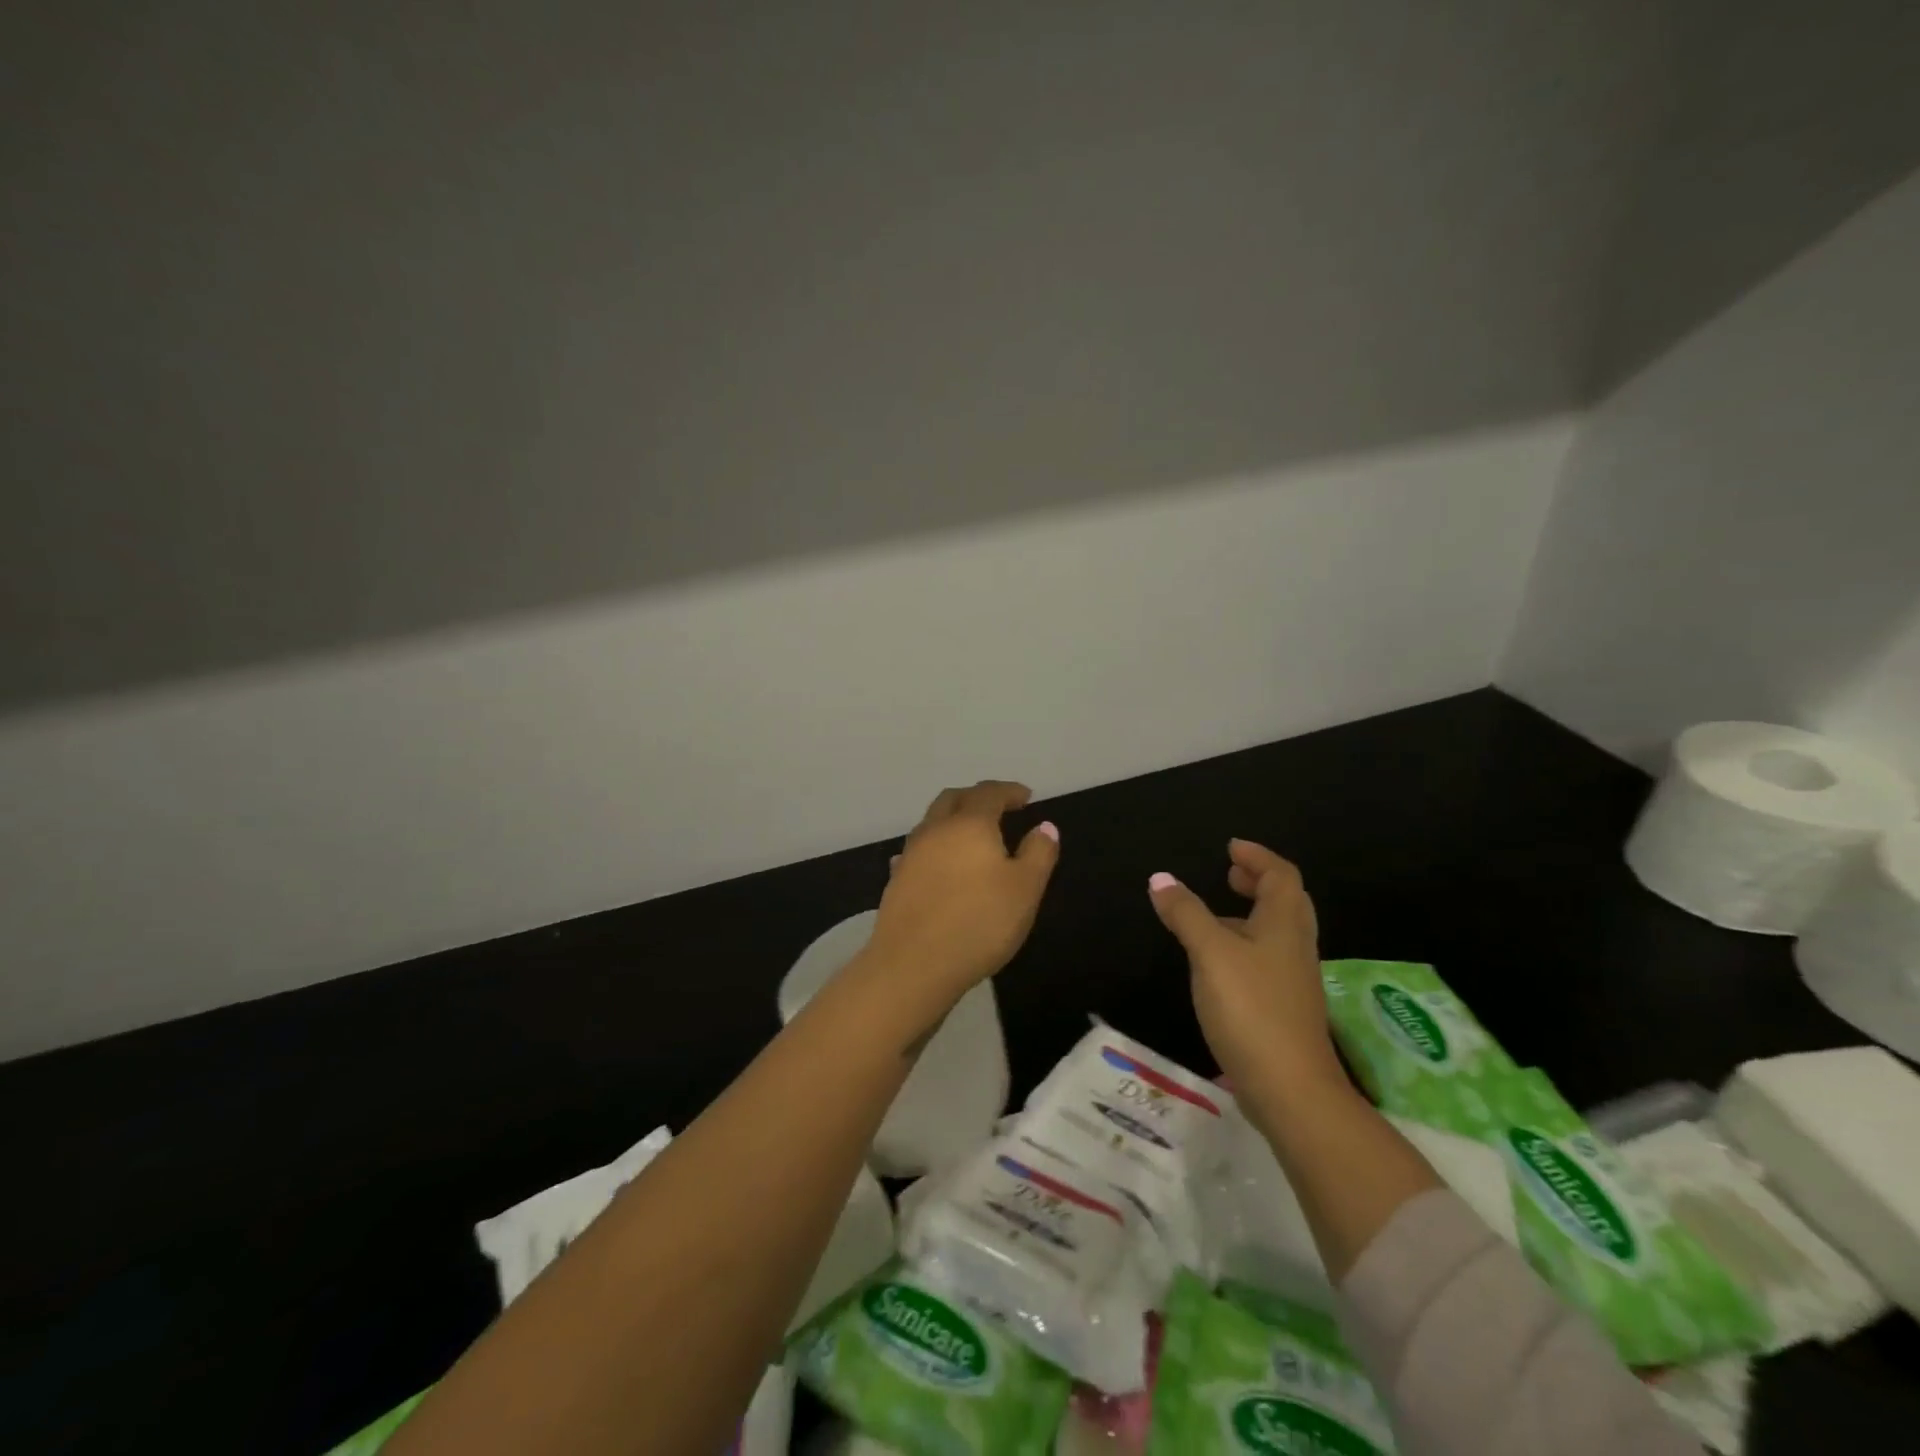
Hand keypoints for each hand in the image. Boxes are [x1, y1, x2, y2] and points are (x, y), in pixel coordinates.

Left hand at [860, 781, 1059, 1021]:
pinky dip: (934, 848)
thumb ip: (1038, 854)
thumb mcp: (1025, 889)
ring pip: (931, 823)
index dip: (1009, 791)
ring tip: (970, 836)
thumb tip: (1044, 826)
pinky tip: (937, 864)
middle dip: (976, 797)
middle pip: (953, 799)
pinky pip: (917, 851)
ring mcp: (910, 855)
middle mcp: (935, 830)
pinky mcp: (896, 880)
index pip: (989, 793)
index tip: (1026, 796)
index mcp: (969, 825)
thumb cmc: (980, 923)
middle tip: (997, 807)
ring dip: (952, 820)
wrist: (913, 964)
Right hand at [1148, 840, 1343, 1106]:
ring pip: (1277, 933)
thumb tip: (1161, 878)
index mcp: (1284, 925)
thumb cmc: (1251, 1008)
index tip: (1231, 848)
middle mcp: (1295, 947)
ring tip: (1216, 914)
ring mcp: (1293, 980)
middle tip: (1230, 873)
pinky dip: (1246, 945)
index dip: (1257, 857)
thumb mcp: (1210, 953)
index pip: (1281, 875)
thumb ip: (1185, 913)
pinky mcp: (1284, 1008)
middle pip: (1286, 902)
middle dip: (1259, 882)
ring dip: (1251, 914)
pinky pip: (1268, 960)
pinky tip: (1219, 963)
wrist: (1291, 1090)